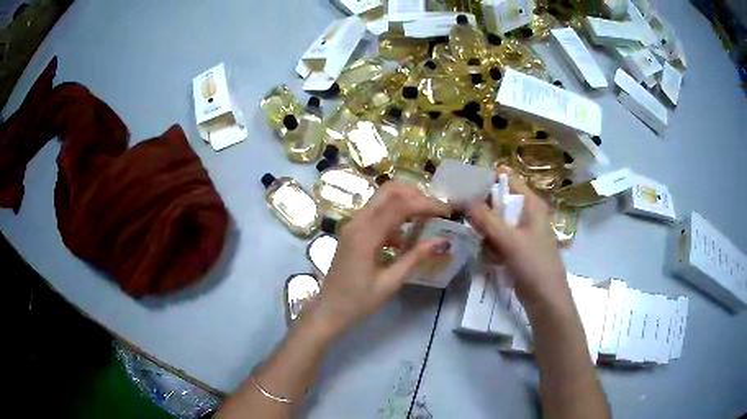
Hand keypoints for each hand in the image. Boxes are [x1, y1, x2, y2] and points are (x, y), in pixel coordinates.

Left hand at [308, 182, 450, 337]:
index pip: (400, 205)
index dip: (426, 204)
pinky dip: (395, 217)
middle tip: (435, 210)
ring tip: (427, 219)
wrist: (329, 310)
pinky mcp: (353, 231)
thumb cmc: (358, 301)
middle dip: (416, 194)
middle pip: (389, 191)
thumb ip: (415, 257)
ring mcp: (353, 224)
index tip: (447, 211)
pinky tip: (406, 238)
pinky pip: (376, 214)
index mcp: (365, 234)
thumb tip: (442, 241)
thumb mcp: (390, 282)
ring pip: (382, 199)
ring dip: (406, 203)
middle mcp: (357, 222)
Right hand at [467, 170, 570, 311]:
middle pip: (500, 201)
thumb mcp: (510, 240)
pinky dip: (490, 244)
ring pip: (497, 222)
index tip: (463, 186)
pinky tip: (486, 255)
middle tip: (461, 213)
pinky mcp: (517, 249)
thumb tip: (463, 199)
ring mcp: (523, 233)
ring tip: (473, 237)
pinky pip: (499, 239)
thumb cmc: (534, 264)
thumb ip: (486, 219)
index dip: (487, 180)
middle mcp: (528, 214)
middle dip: (481, 208)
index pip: (508, 179)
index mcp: (532, 204)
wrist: (546, 299)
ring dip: (484, 229)